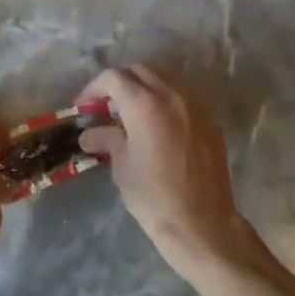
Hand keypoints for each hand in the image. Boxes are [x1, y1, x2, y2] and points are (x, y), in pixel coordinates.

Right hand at [78, 66, 263, 279]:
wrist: (202, 223)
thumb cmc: (153, 195)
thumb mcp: (121, 166)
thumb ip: (107, 139)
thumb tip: (90, 134)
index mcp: (145, 104)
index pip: (113, 77)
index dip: (93, 88)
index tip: (84, 108)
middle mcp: (172, 96)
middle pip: (140, 72)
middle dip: (119, 84)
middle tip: (105, 108)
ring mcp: (196, 107)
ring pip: (164, 81)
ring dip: (143, 90)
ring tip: (131, 116)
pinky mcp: (210, 123)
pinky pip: (182, 99)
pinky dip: (164, 103)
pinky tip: (157, 128)